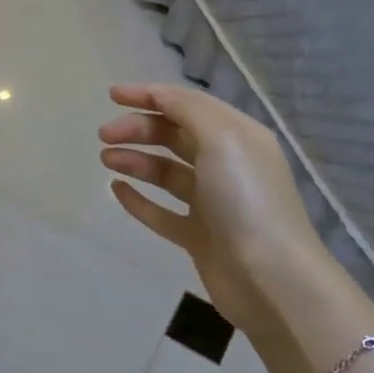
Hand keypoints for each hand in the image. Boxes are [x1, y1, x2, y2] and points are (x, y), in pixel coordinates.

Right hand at [99, 83, 325, 328]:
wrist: (269, 277)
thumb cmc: (246, 199)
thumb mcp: (222, 139)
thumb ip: (187, 110)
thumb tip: (158, 95)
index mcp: (238, 136)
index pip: (188, 105)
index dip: (150, 95)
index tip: (112, 96)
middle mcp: (227, 165)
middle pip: (174, 136)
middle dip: (138, 129)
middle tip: (104, 136)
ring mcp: (212, 203)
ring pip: (166, 173)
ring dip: (135, 160)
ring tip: (106, 159)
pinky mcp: (198, 236)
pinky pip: (162, 212)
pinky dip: (139, 199)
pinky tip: (116, 190)